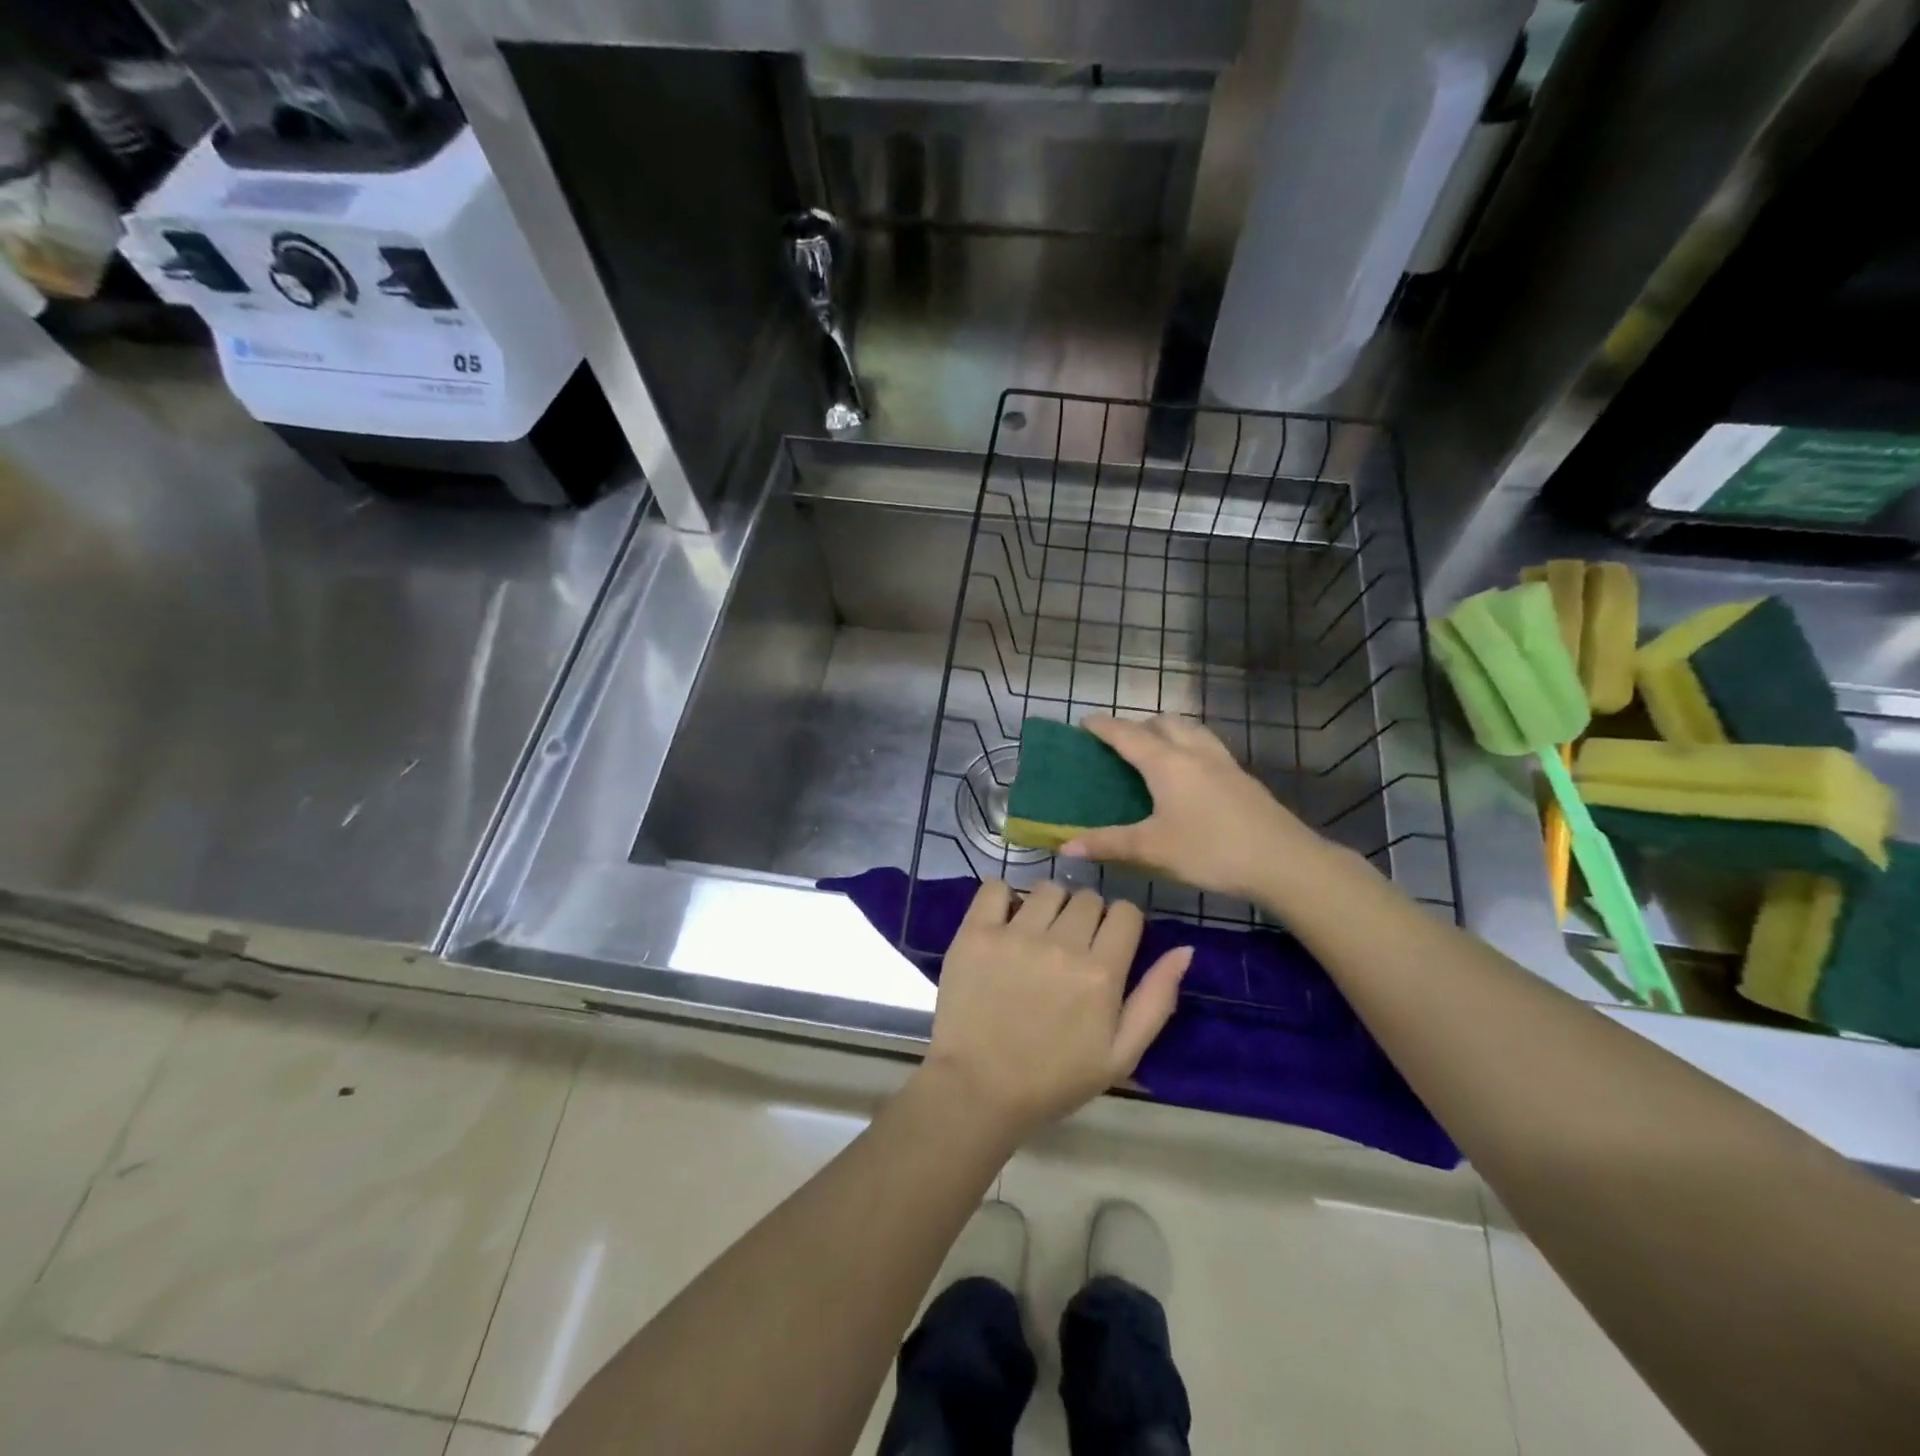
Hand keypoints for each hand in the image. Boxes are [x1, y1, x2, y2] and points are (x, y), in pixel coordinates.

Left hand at [923, 880, 1190, 1139]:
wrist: (978, 1090)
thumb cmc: (1053, 1080)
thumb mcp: (1120, 1056)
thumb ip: (1156, 1000)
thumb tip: (1185, 950)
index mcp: (1101, 973)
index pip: (1125, 912)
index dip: (1121, 924)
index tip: (1108, 943)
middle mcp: (1061, 944)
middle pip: (1087, 897)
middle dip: (1086, 916)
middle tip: (1071, 945)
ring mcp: (1014, 934)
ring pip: (1047, 889)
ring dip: (1049, 906)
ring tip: (1037, 935)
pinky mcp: (975, 932)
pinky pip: (994, 886)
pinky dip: (1002, 896)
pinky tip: (1003, 922)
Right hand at [1059, 715, 1326, 902]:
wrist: (1283, 861)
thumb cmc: (1210, 850)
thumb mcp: (1152, 849)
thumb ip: (1107, 844)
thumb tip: (1064, 848)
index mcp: (1166, 763)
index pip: (1127, 735)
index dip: (1103, 727)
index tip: (1085, 722)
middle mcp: (1193, 752)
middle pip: (1162, 723)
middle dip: (1138, 725)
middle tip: (1120, 742)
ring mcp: (1223, 762)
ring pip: (1190, 730)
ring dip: (1167, 731)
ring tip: (1155, 750)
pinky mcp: (1242, 778)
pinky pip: (1207, 747)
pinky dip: (1189, 746)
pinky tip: (1191, 775)